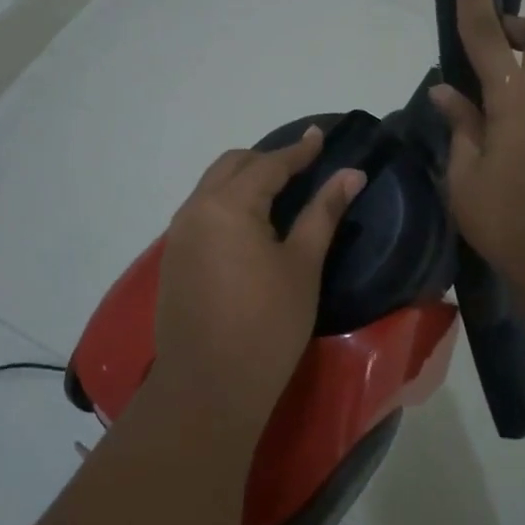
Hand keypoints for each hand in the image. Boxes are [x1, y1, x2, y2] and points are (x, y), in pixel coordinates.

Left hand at [153, 128, 365, 426]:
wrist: (207, 389)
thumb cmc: (267, 325)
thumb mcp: (303, 265)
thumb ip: (323, 212)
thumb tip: (351, 173)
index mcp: (228, 205)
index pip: (268, 165)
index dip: (298, 151)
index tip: (320, 136)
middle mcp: (195, 210)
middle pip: (232, 166)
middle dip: (267, 160)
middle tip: (303, 166)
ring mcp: (178, 236)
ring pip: (212, 187)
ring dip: (244, 179)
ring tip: (279, 190)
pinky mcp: (173, 260)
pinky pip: (202, 212)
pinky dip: (227, 203)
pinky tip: (250, 224)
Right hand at [430, 0, 524, 295]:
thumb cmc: (510, 222)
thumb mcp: (466, 178)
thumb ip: (460, 128)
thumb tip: (445, 91)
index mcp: (514, 101)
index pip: (483, 32)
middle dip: (518, 28)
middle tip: (488, 49)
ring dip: (520, 77)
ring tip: (484, 122)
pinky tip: (507, 153)